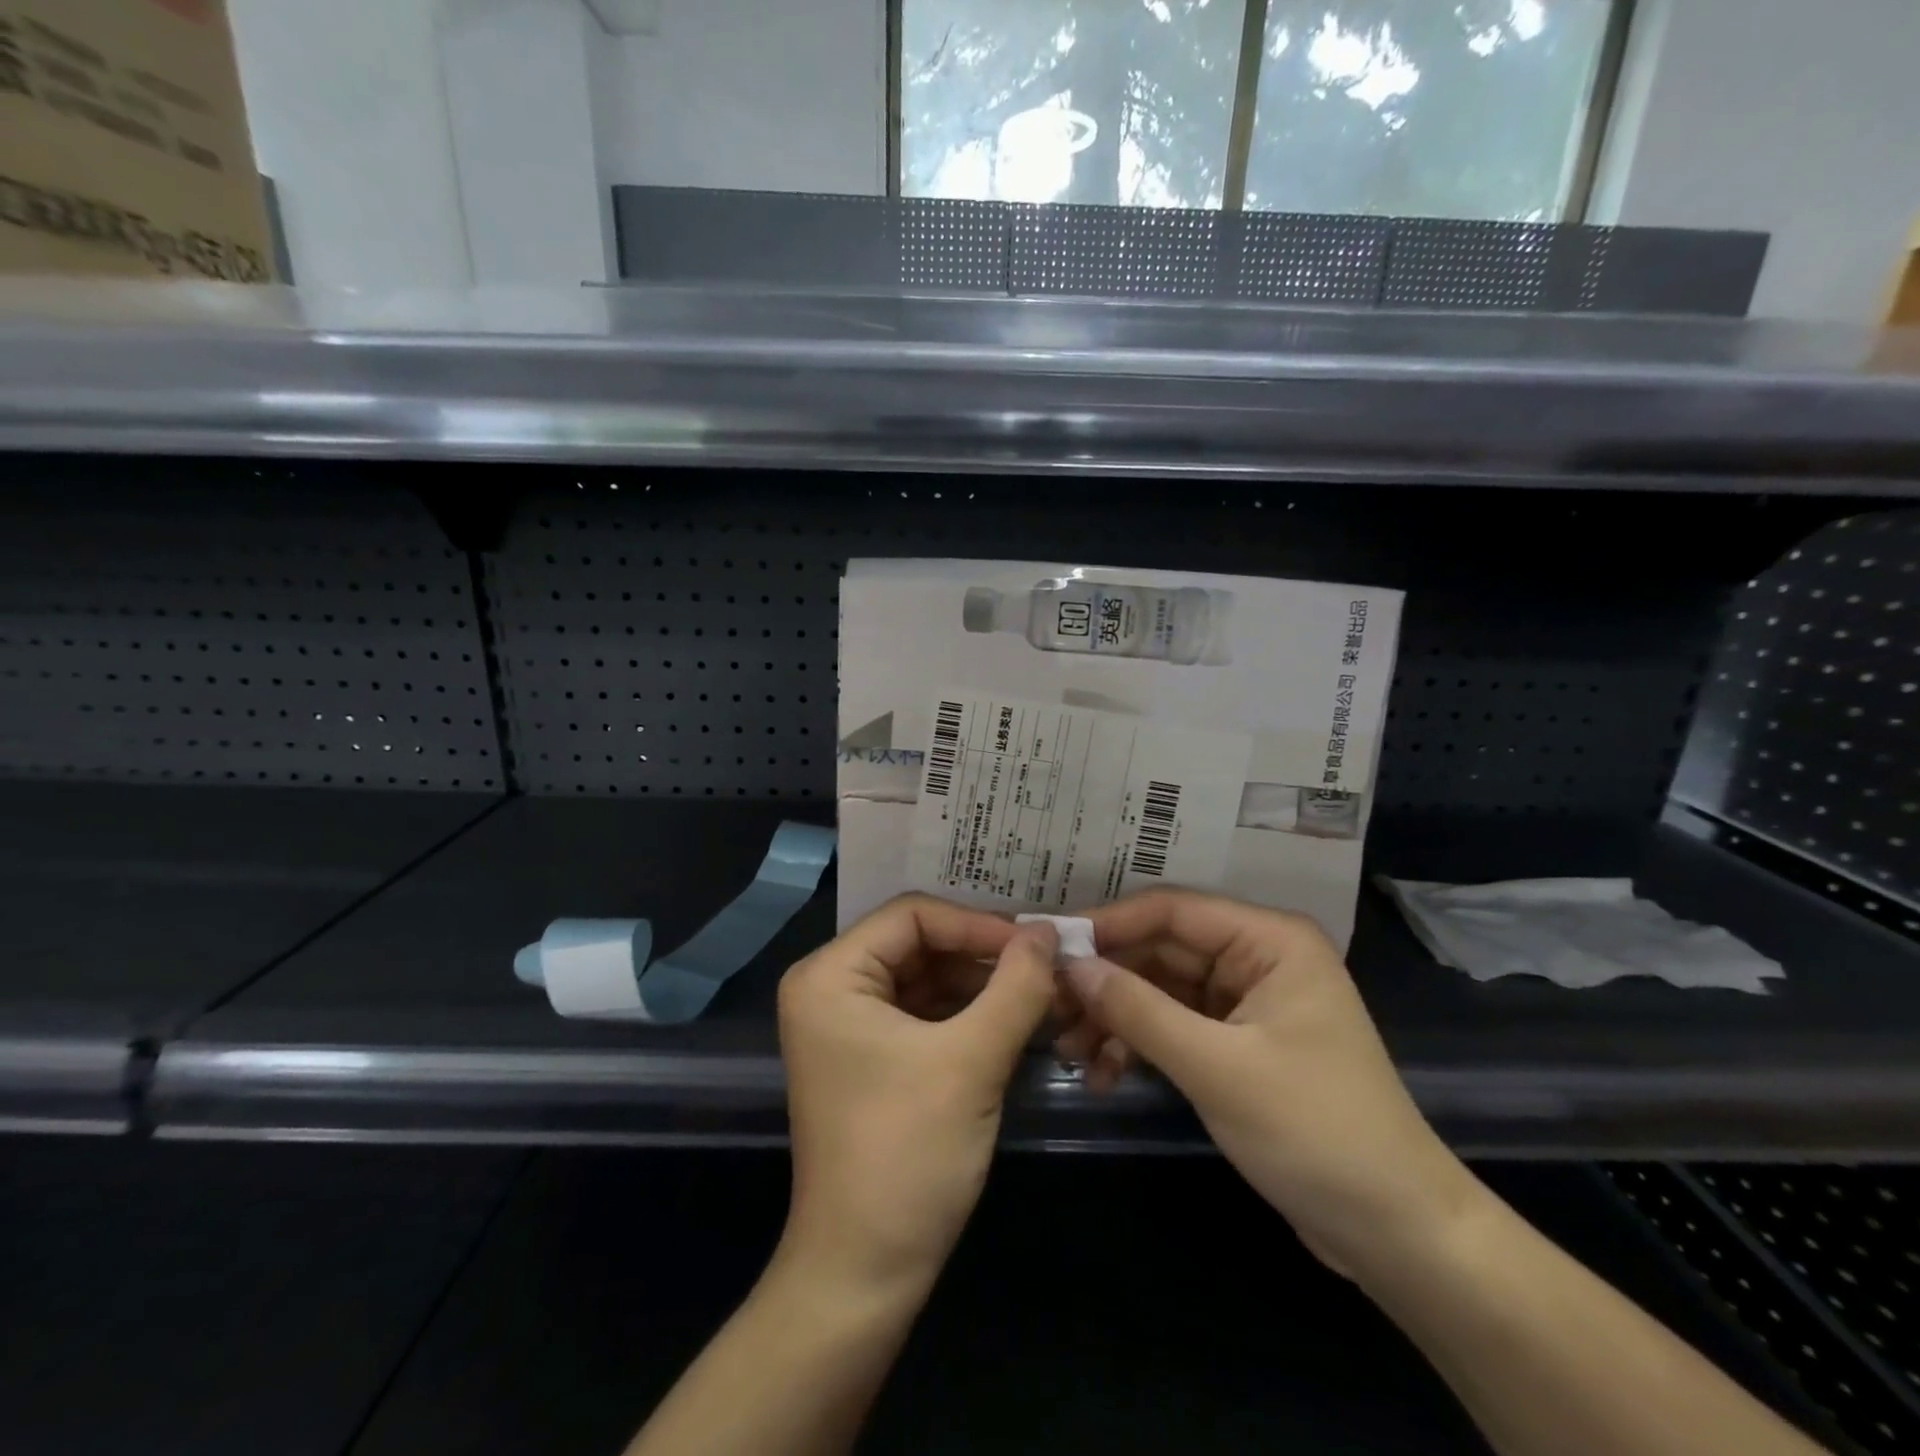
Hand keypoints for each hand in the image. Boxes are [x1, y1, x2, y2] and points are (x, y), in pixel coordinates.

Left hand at [777, 895, 1057, 1292]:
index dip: (977, 924)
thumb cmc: (907, 1155)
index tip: (1037, 944)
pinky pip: (925, 1012)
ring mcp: (849, 1023)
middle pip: (919, 943)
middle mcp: (831, 987)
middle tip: (1047, 965)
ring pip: (927, 977)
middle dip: (983, 954)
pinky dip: (969, 1012)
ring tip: (1042, 990)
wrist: (864, 1273)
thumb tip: (1048, 931)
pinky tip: (1015, 1018)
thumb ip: (1015, 986)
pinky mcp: (871, 1056)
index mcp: (830, 975)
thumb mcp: (971, 1061)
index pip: (912, 915)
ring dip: (982, 983)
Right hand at [1060, 889, 1484, 1277]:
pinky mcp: (1237, 1042)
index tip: (1050, 946)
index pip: (1172, 911)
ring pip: (1161, 989)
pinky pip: (1173, 1024)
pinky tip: (1104, 1072)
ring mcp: (1246, 1001)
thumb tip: (1070, 966)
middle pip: (1161, 950)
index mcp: (1269, 940)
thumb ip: (1138, 1010)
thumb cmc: (1314, 1132)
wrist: (1395, 1233)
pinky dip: (1139, 1043)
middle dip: (1106, 980)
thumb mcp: (1215, 1067)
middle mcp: (1256, 957)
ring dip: (1116, 1016)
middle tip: (1049, 1007)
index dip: (1108, 924)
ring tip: (1069, 1050)